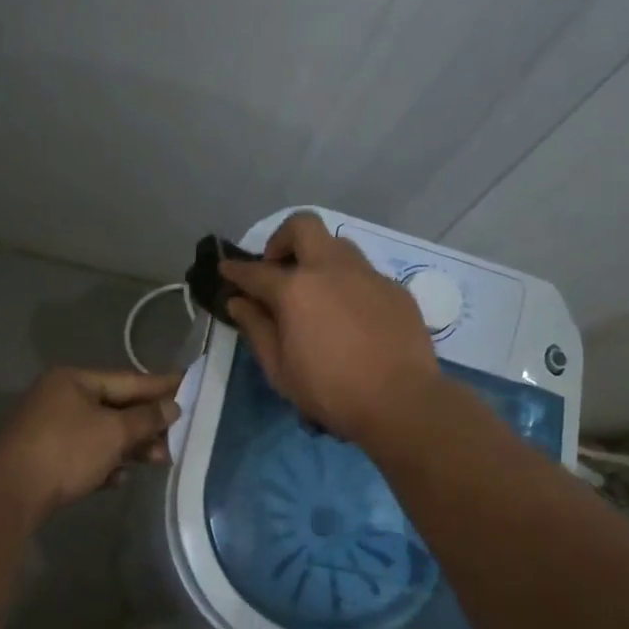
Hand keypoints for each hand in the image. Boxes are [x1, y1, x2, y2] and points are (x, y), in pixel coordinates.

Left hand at [0, 368, 181, 520]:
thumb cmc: (66, 451)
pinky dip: (104, 464)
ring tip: (158, 461)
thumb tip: (172, 406)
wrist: (10, 495)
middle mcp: (61, 398)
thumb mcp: (114, 432)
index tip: (189, 386)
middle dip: (147, 425)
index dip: (160, 386)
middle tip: (177, 437)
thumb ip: (146, 418)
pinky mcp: (46, 458)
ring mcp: (50, 429)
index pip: (127, 380)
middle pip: (115, 408)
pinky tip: (119, 479)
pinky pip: (85, 455)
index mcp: (74, 381)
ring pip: (102, 434)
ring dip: (130, 447)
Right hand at [220, 212, 438, 443]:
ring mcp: (368, 275)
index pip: (256, 271)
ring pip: (338, 245)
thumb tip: (239, 302)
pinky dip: (348, 285)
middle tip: (278, 268)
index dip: (236, 270)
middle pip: (303, 226)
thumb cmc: (331, 392)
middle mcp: (331, 269)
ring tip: (316, 292)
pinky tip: (351, 317)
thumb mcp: (280, 369)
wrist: (402, 402)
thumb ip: (256, 329)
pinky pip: (365, 274)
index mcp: (295, 290)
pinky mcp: (396, 289)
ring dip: (319, 258)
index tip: (226, 269)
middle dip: (283, 239)